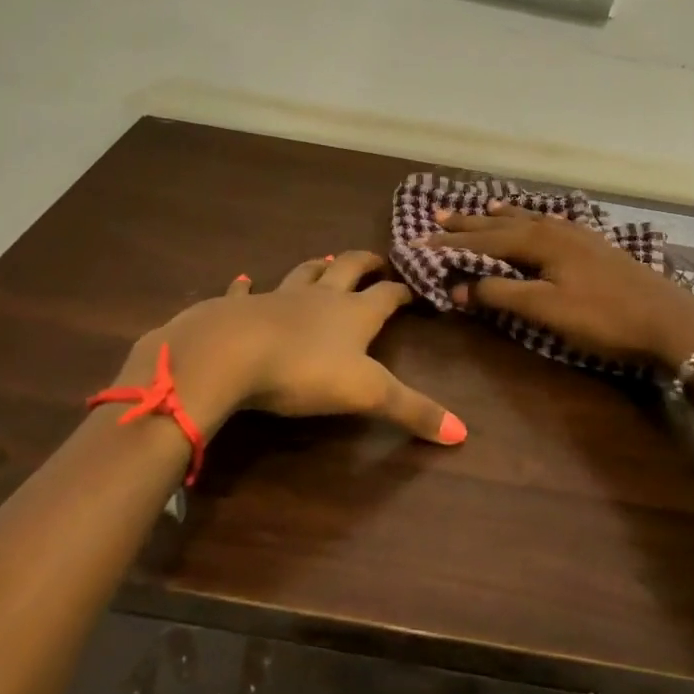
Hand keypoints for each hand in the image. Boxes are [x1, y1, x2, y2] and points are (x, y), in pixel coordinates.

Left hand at [120, 252, 464, 444]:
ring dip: (316, 267)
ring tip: (325, 260)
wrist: (230, 353)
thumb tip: (463, 433)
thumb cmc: (305, 370)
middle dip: (365, 263)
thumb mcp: (367, 394)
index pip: (387, 296)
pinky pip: (245, 292)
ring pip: (303, 273)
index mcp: (354, 314)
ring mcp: (278, 298)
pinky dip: (246, 286)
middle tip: (377, 261)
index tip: (414, 289)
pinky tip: (244, 281)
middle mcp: (320, 298)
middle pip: (348, 269)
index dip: (402, 291)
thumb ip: (412, 411)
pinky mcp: (239, 308)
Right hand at [425, 204, 693, 368]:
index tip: (417, 244)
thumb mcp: (546, 310)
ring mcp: (577, 235)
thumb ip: (501, 295)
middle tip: (437, 217)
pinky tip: (537, 222)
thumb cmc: (603, 317)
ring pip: (527, 220)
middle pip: (503, 224)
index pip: (483, 240)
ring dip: (499, 217)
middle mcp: (554, 229)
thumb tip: (459, 288)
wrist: (669, 320)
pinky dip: (530, 221)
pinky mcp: (594, 246)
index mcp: (539, 241)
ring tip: (480, 209)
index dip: (449, 245)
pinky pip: (549, 224)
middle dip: (469, 223)